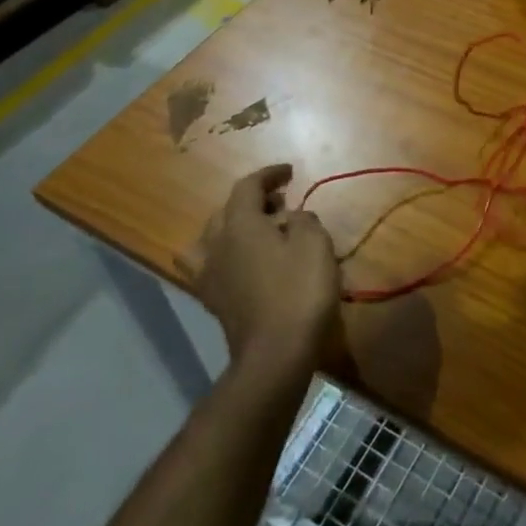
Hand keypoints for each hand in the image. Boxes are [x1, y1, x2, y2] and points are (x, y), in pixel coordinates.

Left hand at [196, 165, 339, 370]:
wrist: (276, 353)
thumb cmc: (299, 291)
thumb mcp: (315, 243)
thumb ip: (304, 219)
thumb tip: (292, 218)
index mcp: (240, 223)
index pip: (248, 186)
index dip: (269, 175)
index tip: (289, 172)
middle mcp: (216, 243)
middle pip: (227, 210)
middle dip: (254, 200)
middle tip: (282, 204)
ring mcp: (209, 274)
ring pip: (211, 237)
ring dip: (232, 228)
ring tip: (256, 233)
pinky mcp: (212, 300)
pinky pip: (209, 265)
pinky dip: (224, 256)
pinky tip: (243, 264)